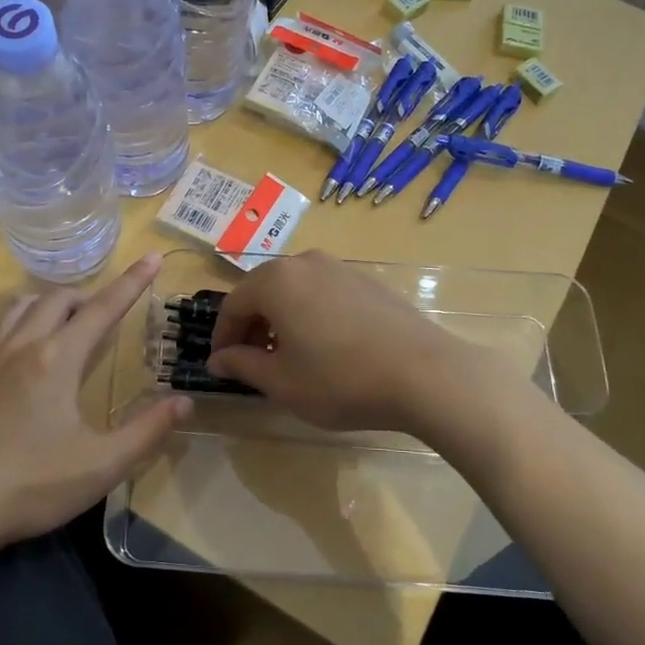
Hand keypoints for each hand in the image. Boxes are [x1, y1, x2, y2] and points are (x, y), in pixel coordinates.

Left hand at [0, 255, 188, 552]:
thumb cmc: (31, 487)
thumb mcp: (102, 466)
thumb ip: (148, 431)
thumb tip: (185, 401)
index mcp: (58, 360)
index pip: (103, 308)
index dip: (132, 282)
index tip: (153, 258)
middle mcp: (19, 346)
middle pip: (56, 299)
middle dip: (85, 297)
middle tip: (99, 318)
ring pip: (15, 307)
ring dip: (44, 305)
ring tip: (57, 323)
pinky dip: (4, 325)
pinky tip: (4, 345)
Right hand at [204, 251, 495, 433]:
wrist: (425, 374)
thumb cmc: (341, 380)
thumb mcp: (283, 382)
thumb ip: (243, 365)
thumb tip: (218, 359)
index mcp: (277, 281)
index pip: (234, 305)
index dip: (223, 337)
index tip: (221, 365)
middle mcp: (306, 263)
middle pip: (264, 291)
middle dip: (252, 326)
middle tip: (252, 362)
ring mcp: (341, 268)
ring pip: (295, 290)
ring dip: (282, 319)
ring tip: (288, 357)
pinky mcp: (368, 281)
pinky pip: (324, 292)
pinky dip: (310, 314)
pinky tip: (325, 347)